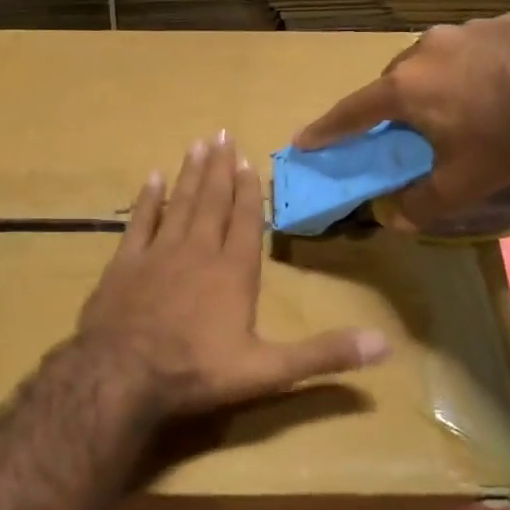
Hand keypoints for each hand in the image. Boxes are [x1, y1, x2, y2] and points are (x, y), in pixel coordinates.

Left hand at [78, 134, 390, 418]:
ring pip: (179, 203)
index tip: (247, 161)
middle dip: (219, 169)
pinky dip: (147, 199)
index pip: (245, 222)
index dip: (248, 192)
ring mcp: (158, 253)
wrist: (122, 375)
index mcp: (233, 272)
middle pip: (212, 202)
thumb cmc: (197, 371)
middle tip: (222, 134)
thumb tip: (386, 345)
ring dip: (190, 173)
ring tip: (197, 144)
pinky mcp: (125, 263)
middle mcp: (198, 252)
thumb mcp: (269, 370)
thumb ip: (324, 355)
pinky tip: (152, 177)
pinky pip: (139, 222)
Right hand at [295, 13, 509, 229]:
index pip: (352, 111)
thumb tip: (394, 218)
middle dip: (396, 103)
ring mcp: (470, 29)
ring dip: (440, 79)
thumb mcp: (461, 186)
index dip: (327, 129)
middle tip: (412, 129)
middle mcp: (427, 49)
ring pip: (438, 57)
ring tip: (467, 104)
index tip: (304, 140)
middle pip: (396, 80)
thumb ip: (420, 204)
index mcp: (406, 87)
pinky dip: (482, 65)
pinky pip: (481, 46)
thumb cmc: (507, 143)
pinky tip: (507, 84)